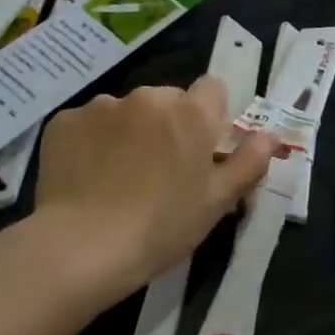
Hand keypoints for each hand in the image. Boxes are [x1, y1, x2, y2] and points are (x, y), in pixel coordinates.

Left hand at [33, 75, 277, 296]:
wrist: (84, 246)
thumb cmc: (163, 227)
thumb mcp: (217, 202)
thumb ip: (248, 162)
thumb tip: (270, 135)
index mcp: (191, 113)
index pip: (213, 88)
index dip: (210, 115)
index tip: (201, 148)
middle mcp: (147, 97)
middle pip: (166, 100)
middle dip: (167, 125)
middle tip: (159, 171)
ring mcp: (101, 106)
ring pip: (125, 111)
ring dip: (128, 132)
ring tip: (117, 177)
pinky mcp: (64, 121)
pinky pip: (87, 125)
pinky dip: (91, 143)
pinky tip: (87, 178)